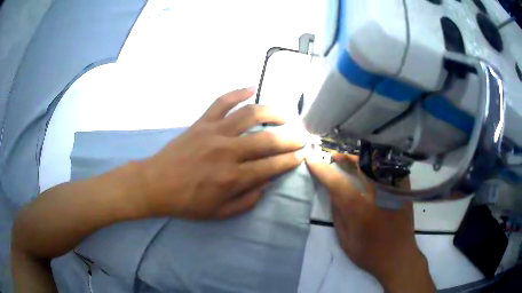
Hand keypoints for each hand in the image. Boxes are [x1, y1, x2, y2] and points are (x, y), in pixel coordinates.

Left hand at [139, 88, 304, 219]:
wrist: (155, 184)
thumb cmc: (187, 202)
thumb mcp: (219, 213)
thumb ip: (247, 200)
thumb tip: (267, 183)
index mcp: (232, 178)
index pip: (271, 166)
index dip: (290, 160)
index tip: (302, 155)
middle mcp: (227, 152)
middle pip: (267, 140)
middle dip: (290, 138)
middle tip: (301, 136)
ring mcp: (214, 133)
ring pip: (249, 115)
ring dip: (273, 111)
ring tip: (287, 114)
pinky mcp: (201, 122)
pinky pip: (221, 102)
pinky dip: (237, 92)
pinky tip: (251, 88)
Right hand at [306, 154, 434, 292]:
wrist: (398, 257)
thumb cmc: (369, 253)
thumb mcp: (345, 240)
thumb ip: (338, 215)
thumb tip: (332, 194)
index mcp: (360, 210)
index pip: (337, 183)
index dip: (323, 170)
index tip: (312, 161)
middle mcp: (377, 195)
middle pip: (359, 165)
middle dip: (344, 158)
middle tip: (334, 156)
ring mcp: (392, 191)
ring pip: (375, 164)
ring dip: (360, 159)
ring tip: (349, 159)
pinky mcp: (403, 191)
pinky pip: (390, 169)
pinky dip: (378, 164)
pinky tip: (371, 167)